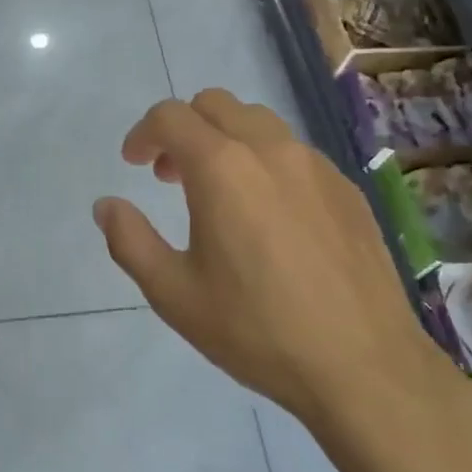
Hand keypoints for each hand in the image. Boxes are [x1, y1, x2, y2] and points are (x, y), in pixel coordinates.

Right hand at [93, 90, 455, 434]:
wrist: (365, 367)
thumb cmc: (257, 330)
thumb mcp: (174, 294)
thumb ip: (130, 240)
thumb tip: (107, 206)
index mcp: (222, 167)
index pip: (170, 116)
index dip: (142, 133)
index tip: (134, 164)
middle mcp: (269, 149)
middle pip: (214, 104)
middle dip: (183, 128)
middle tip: (170, 176)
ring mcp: (315, 164)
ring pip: (257, 121)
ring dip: (225, 139)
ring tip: (219, 191)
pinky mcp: (346, 188)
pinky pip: (294, 152)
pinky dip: (265, 162)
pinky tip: (269, 216)